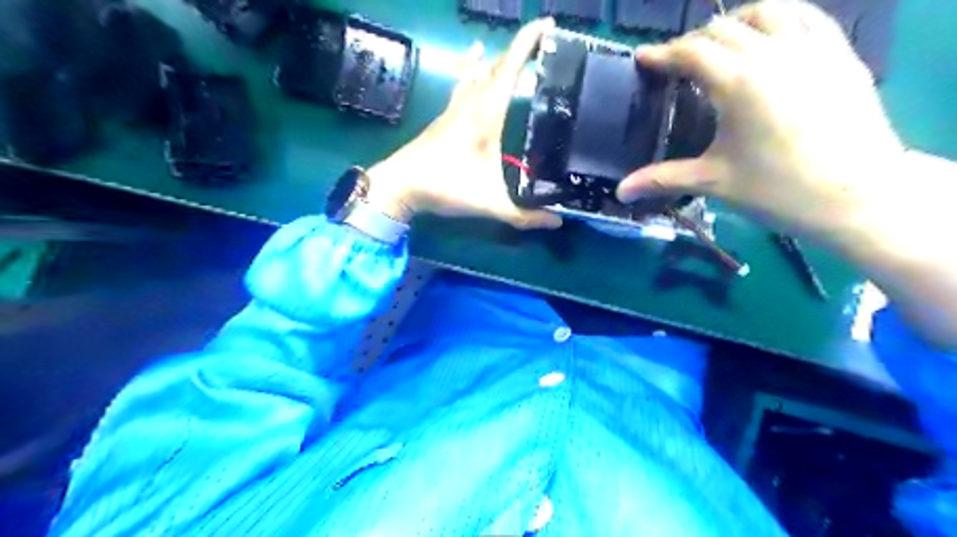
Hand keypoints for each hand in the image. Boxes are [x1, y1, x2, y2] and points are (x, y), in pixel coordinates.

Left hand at [365, 18, 561, 231]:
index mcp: (485, 117)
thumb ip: (524, 215)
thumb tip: (558, 222)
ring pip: (477, 74)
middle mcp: (470, 105)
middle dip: (519, 49)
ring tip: (509, 46)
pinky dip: (471, 70)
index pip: (509, 71)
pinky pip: (462, 86)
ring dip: (495, 59)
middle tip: (540, 37)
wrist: (400, 186)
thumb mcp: (490, 204)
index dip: (527, 45)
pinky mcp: (443, 119)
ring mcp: (453, 110)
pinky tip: (471, 62)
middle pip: (496, 68)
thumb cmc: (446, 187)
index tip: (546, 24)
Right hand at [622, 0, 906, 237]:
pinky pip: (805, 16)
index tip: (643, 58)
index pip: (691, 53)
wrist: (856, 195)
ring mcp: (812, 47)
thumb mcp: (713, 182)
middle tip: (674, 64)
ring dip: (733, 22)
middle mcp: (774, 53)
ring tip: (719, 45)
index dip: (662, 54)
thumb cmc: (777, 190)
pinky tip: (767, 38)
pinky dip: (777, 19)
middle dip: (691, 42)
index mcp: (739, 83)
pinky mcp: (839, 53)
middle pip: (722, 29)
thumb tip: (620, 192)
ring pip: (766, 11)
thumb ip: (662, 179)